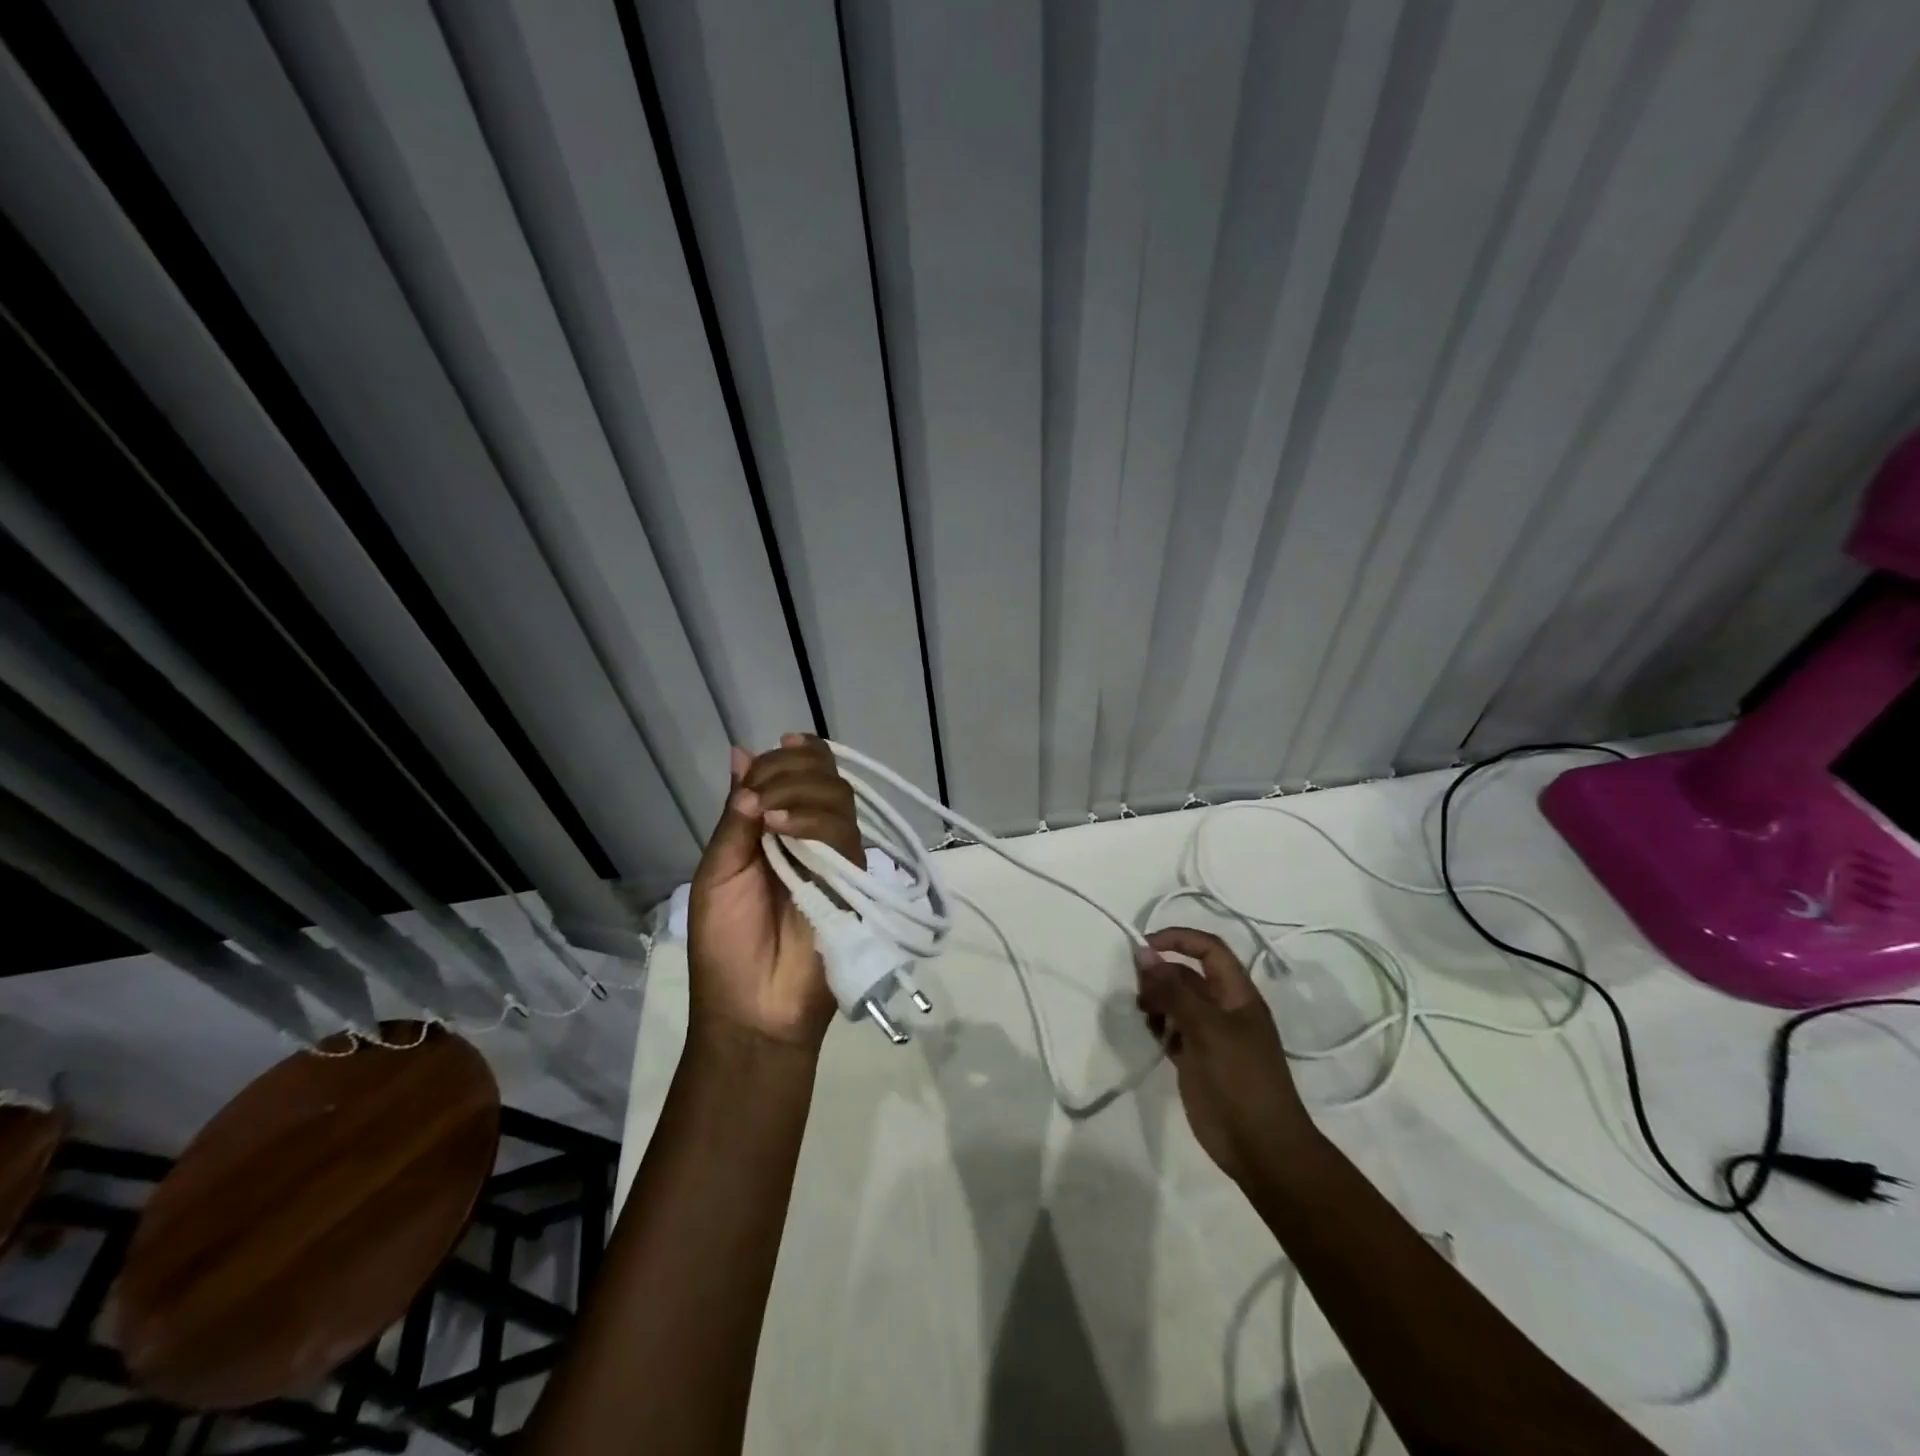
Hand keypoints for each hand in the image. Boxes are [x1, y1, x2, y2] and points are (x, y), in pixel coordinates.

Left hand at [686, 734, 862, 1052]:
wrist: (751, 1007)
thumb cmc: (725, 944)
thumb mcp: (718, 870)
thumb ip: (736, 816)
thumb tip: (741, 752)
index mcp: (779, 831)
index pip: (802, 774)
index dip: (794, 755)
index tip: (780, 746)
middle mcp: (812, 837)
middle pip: (824, 777)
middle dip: (791, 770)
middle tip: (758, 796)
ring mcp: (836, 857)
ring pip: (837, 797)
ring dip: (797, 791)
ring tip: (763, 816)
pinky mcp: (852, 879)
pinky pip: (841, 833)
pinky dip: (809, 819)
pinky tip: (777, 826)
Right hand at [1136, 927, 1318, 1184]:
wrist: (1261, 1147)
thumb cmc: (1241, 1080)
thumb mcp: (1207, 1029)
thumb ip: (1174, 991)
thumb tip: (1143, 954)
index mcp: (1238, 995)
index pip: (1208, 949)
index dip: (1179, 939)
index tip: (1144, 947)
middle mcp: (1224, 1009)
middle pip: (1188, 975)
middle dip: (1161, 972)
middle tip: (1137, 987)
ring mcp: (1210, 1035)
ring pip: (1177, 1002)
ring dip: (1157, 999)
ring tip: (1142, 1011)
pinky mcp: (1196, 1060)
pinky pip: (1172, 1030)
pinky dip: (1158, 1025)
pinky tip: (1149, 1032)